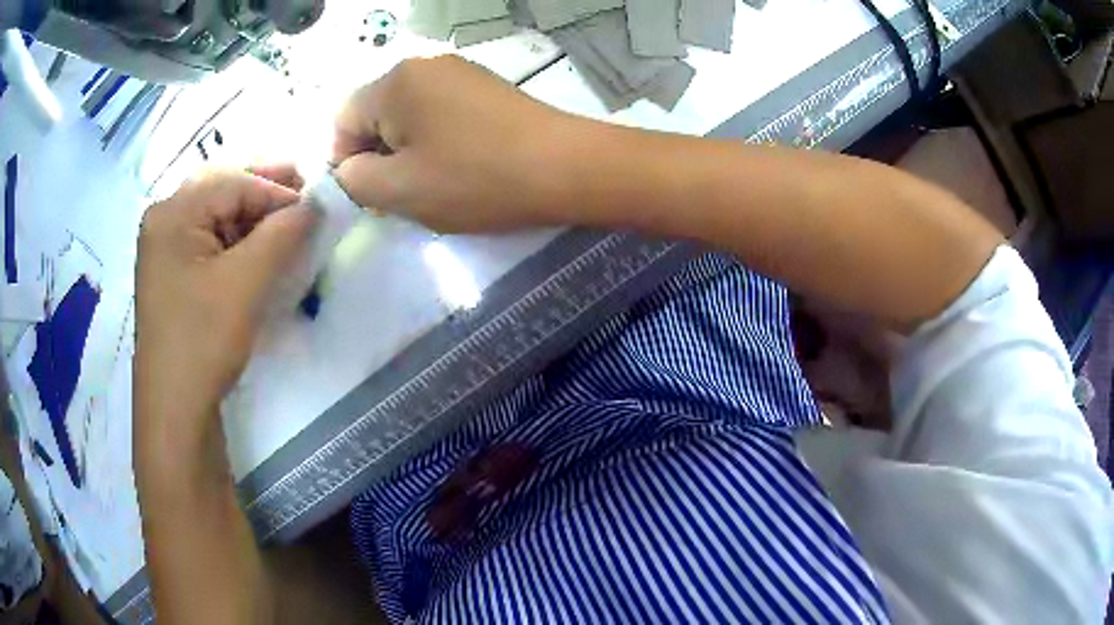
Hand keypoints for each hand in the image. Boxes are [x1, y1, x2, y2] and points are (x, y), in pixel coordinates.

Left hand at [134, 167, 314, 452]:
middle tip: (305, 198)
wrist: (175, 409)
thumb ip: (281, 235)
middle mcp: (164, 221)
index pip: (233, 182)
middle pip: (221, 192)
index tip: (317, 205)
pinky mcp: (174, 274)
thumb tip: (315, 204)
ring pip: (217, 217)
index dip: (277, 190)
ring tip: (288, 226)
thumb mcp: (245, 284)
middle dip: (264, 194)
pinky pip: (210, 243)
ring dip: (253, 219)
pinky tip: (260, 251)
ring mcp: (166, 249)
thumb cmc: (202, 341)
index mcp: (173, 213)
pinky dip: (238, 242)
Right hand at [332, 55, 584, 232]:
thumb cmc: (476, 178)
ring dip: (409, 150)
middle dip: (379, 155)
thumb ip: (355, 180)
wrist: (565, 167)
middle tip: (404, 193)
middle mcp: (424, 64)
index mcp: (395, 81)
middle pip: (376, 113)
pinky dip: (438, 140)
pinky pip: (440, 112)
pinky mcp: (486, 87)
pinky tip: (462, 164)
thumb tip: (349, 168)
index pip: (342, 119)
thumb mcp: (399, 190)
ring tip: (436, 182)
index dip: (346, 161)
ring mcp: (460, 72)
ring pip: (409, 115)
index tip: (372, 193)